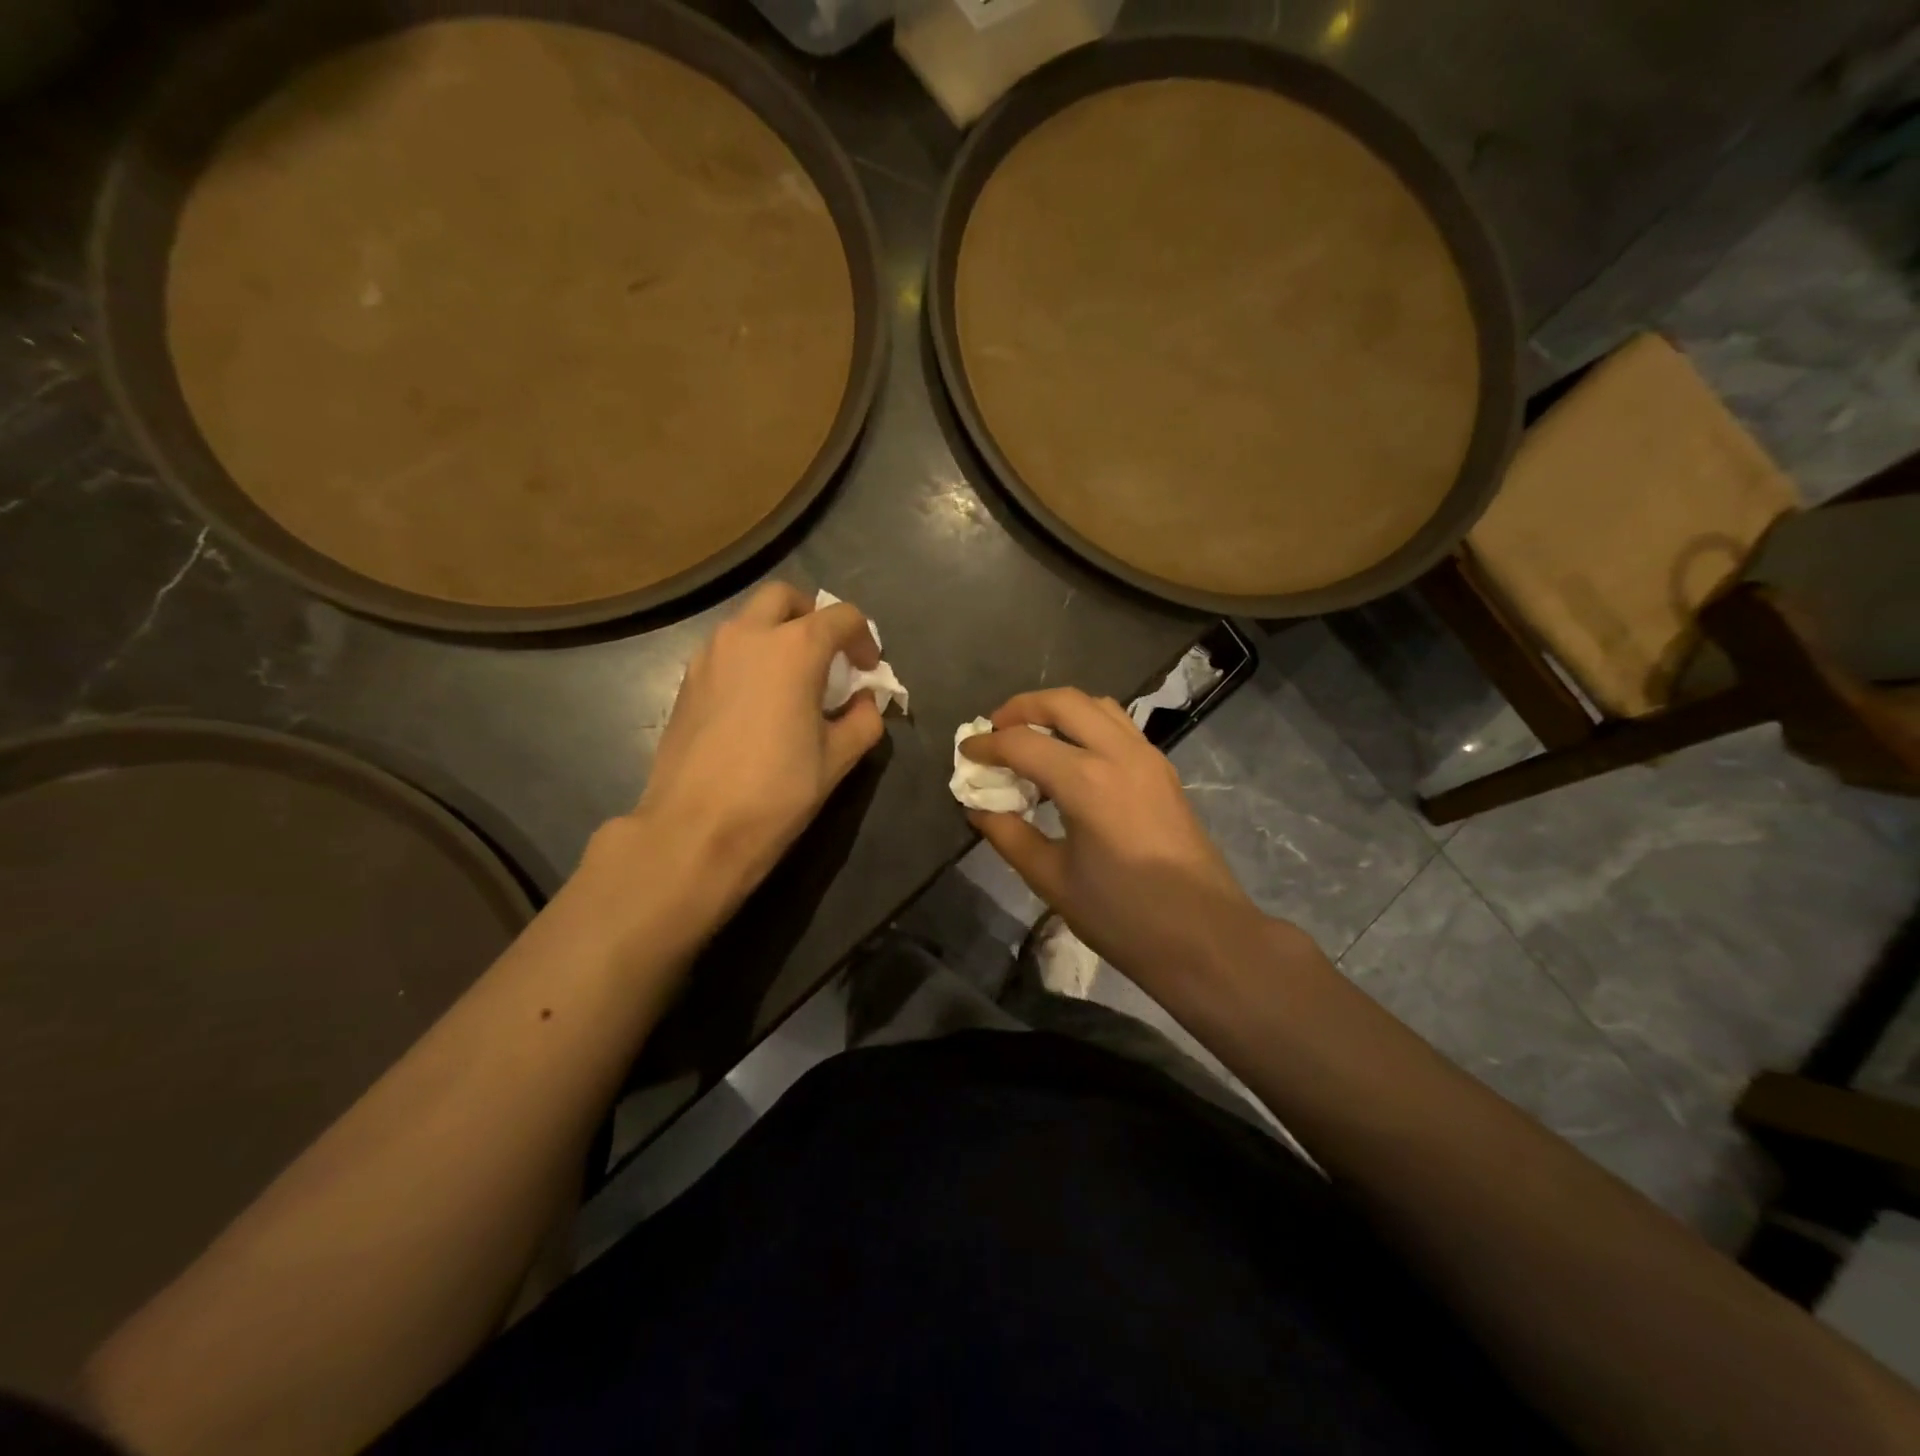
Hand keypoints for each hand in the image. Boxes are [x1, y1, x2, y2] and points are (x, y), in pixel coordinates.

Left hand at [619, 582, 884, 913]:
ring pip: (749, 620)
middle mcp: (748, 636)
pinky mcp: (687, 680)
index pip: (842, 617)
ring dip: (777, 634)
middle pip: (785, 598)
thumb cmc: (777, 791)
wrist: (696, 828)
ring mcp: (710, 654)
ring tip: (792, 681)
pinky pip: (726, 649)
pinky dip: (750, 657)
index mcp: (794, 648)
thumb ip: (863, 720)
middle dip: (813, 617)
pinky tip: (757, 702)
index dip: (864, 638)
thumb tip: (863, 702)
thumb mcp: (838, 758)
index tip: (868, 670)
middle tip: (827, 657)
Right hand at [962, 688, 1270, 990]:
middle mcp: (1119, 754)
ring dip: (1058, 711)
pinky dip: (1086, 725)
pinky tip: (1071, 759)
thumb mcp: (1053, 880)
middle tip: (995, 730)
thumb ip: (1010, 836)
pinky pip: (1118, 726)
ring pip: (1097, 705)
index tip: (965, 753)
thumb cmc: (1123, 916)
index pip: (1022, 743)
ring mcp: (1148, 757)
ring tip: (1032, 738)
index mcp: (1087, 781)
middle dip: (1021, 708)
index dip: (987, 745)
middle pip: (1063, 702)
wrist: (1205, 936)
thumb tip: (979, 810)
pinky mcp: (1163, 770)